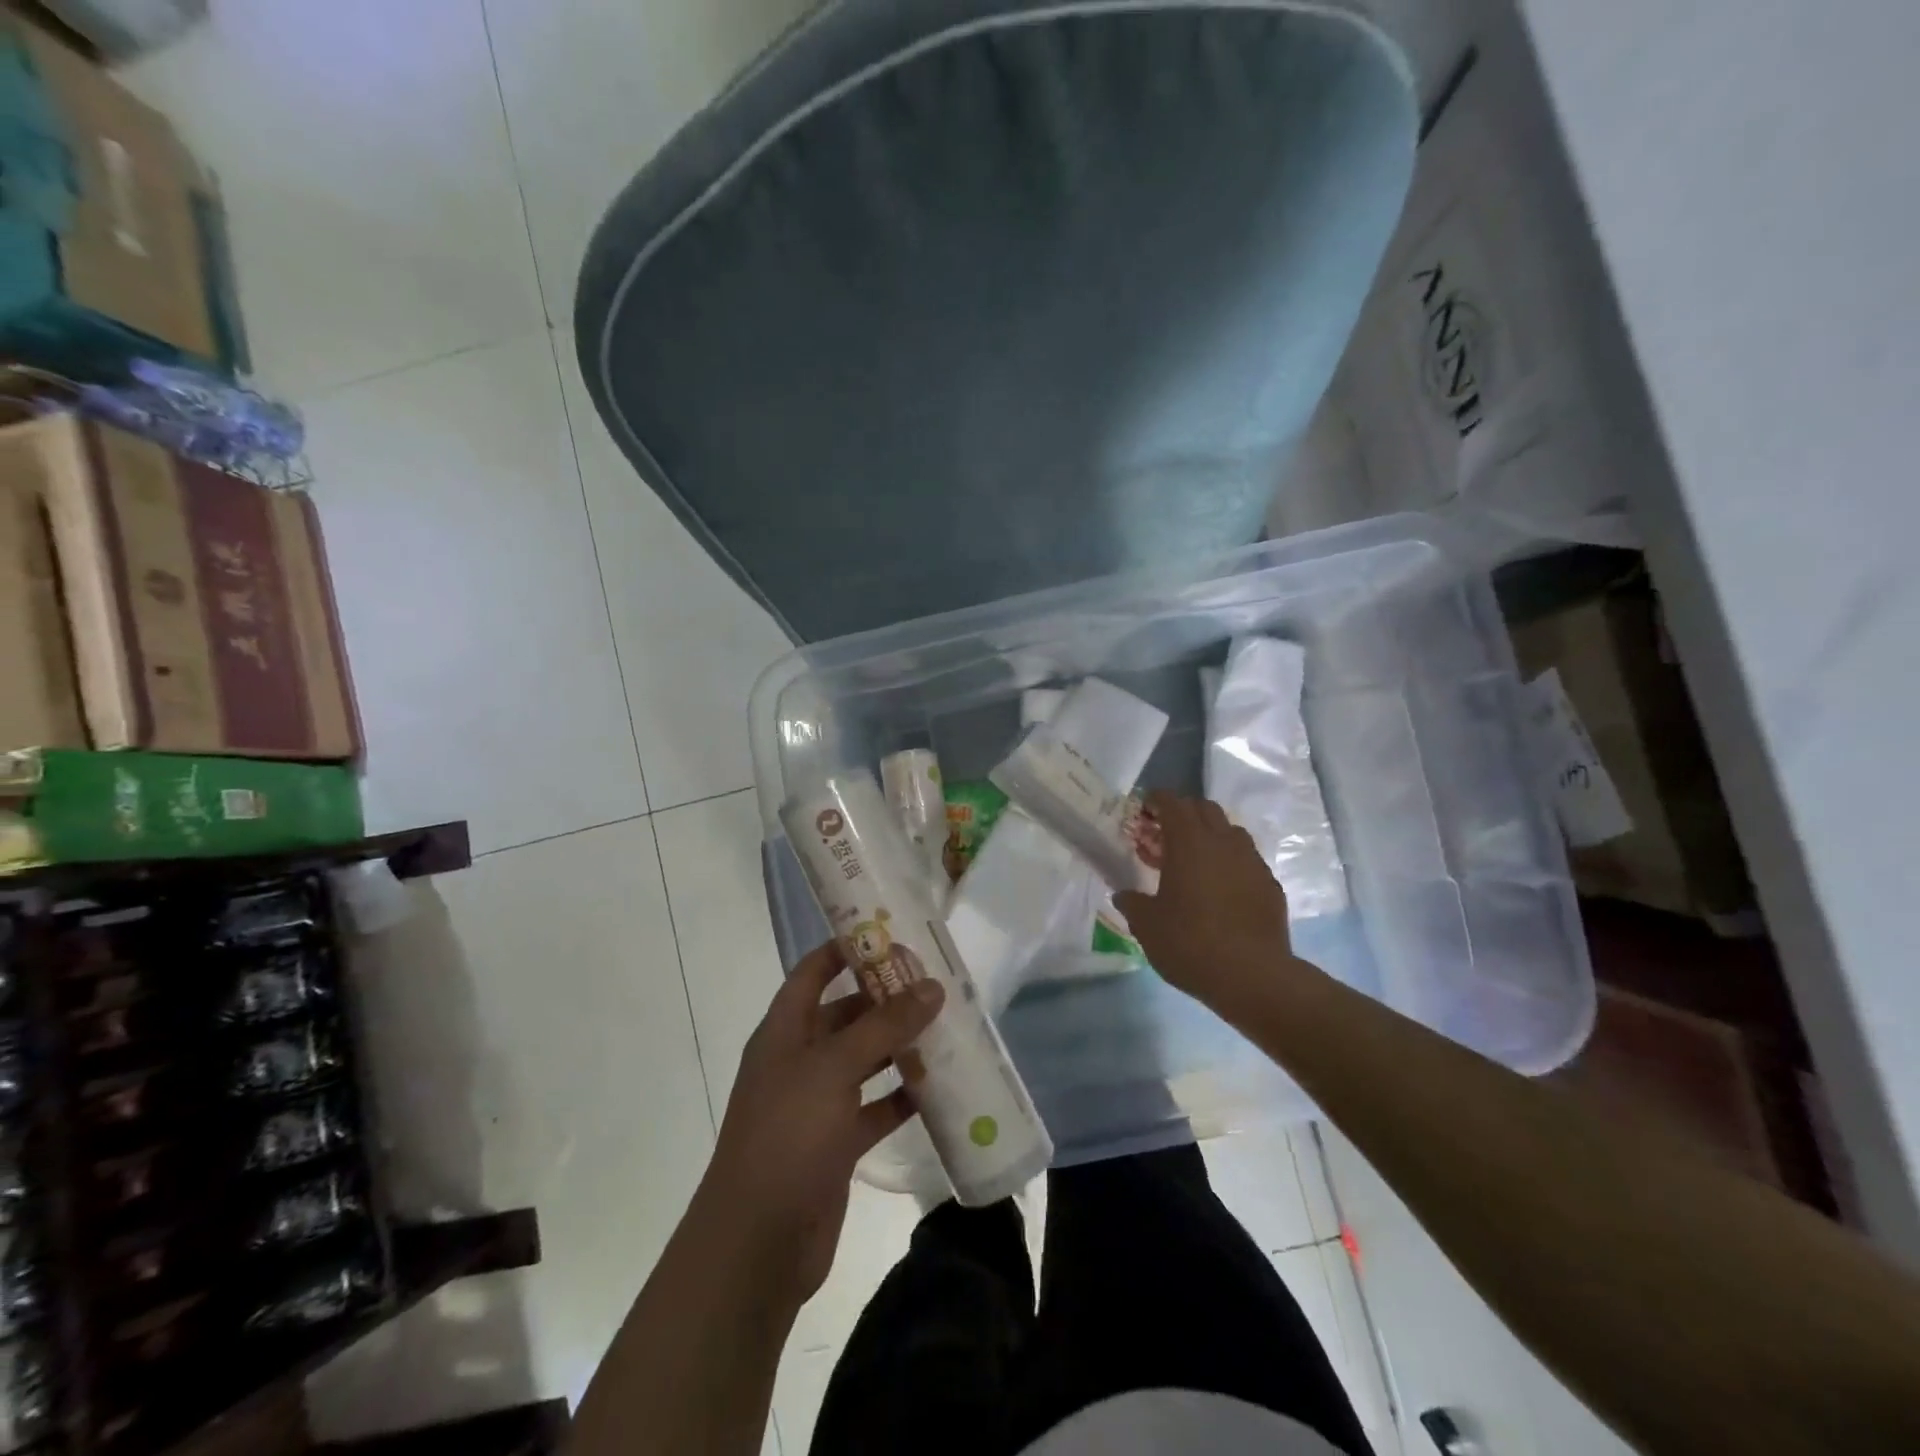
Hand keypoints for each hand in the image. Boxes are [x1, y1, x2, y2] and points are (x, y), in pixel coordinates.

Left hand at [697, 940, 943, 1307]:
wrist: (757, 1244)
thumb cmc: (788, 1135)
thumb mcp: (835, 1068)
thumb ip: (884, 1026)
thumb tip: (931, 986)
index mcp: (784, 1031)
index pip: (813, 971)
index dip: (845, 949)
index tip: (890, 932)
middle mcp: (798, 1060)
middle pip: (845, 1015)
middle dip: (885, 999)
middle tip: (935, 983)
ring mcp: (816, 1104)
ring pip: (864, 1061)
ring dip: (899, 1046)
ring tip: (946, 1027)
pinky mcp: (836, 1144)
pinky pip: (874, 1107)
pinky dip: (902, 1096)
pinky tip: (939, 1088)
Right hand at [1115, 791, 1305, 1010]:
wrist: (1253, 976)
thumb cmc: (1190, 943)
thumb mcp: (1146, 925)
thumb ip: (1132, 902)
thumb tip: (1123, 895)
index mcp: (1189, 842)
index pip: (1172, 803)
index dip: (1156, 801)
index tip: (1143, 810)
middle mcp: (1223, 842)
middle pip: (1204, 809)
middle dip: (1183, 813)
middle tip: (1164, 834)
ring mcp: (1252, 862)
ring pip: (1230, 832)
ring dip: (1210, 835)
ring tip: (1193, 860)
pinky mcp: (1270, 886)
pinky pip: (1247, 860)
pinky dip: (1230, 863)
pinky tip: (1220, 889)